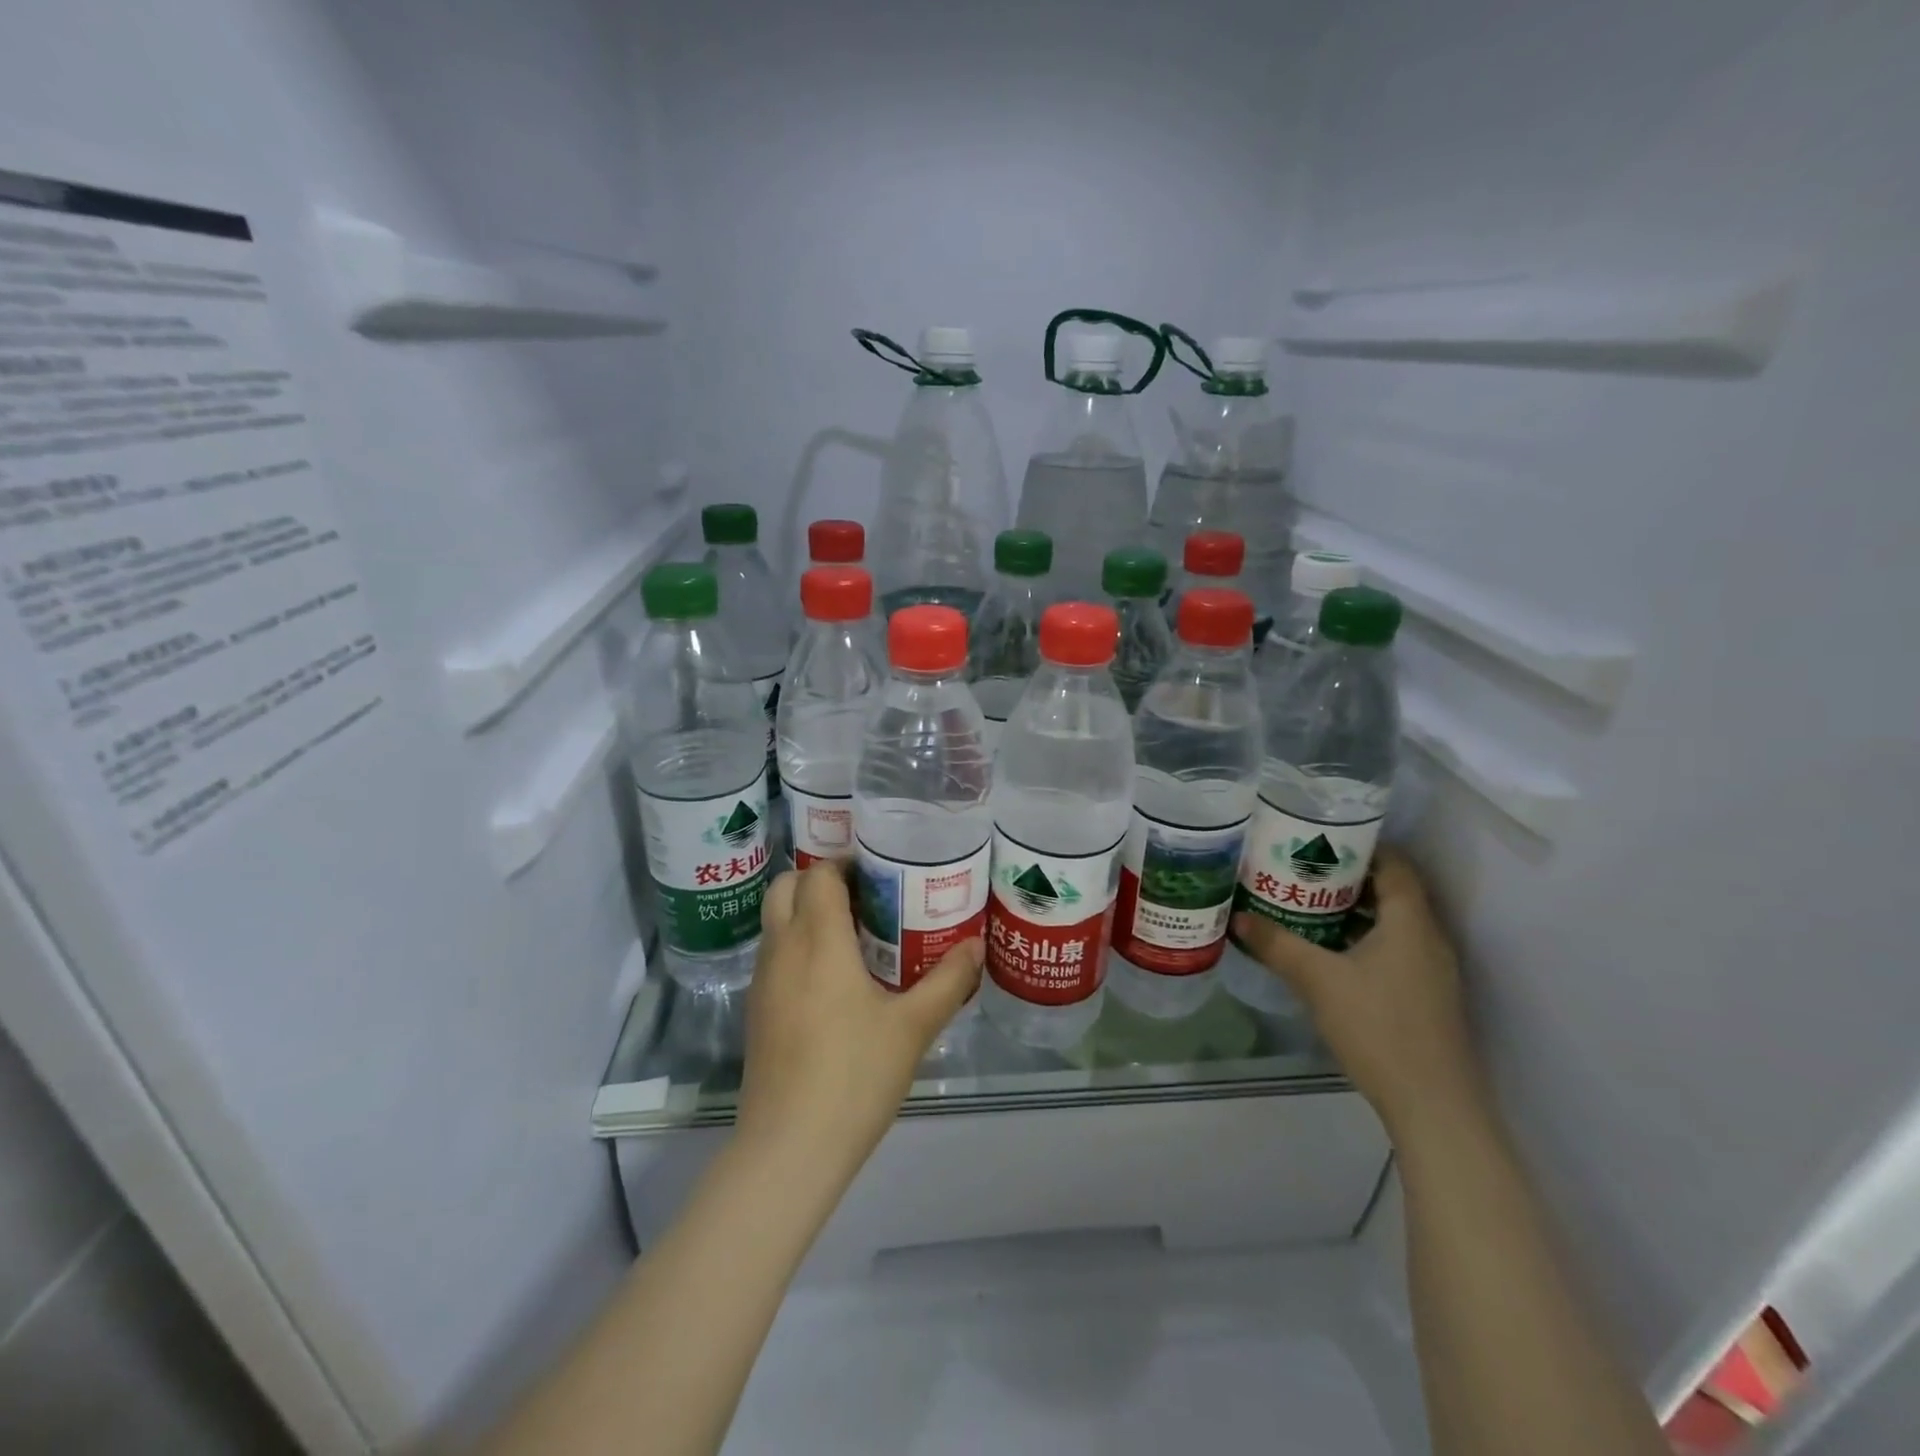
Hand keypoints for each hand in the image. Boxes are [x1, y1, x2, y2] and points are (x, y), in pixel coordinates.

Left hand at [735, 861, 981, 1176]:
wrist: (790, 1147)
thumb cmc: (855, 1075)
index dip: (847, 864)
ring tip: (856, 934)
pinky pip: (775, 954)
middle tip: (866, 897)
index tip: (881, 872)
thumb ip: (947, 980)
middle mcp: (782, 949)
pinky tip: (834, 979)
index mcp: (818, 940)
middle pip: (787, 887)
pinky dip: (798, 944)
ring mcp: (763, 980)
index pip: (820, 875)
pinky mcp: (757, 1010)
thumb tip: (976, 945)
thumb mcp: (913, 1026)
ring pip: (777, 921)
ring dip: (807, 912)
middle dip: (821, 880)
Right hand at [1231, 847, 1484, 1137]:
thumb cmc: (1378, 1028)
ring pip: (1392, 922)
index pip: (1395, 864)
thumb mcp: (1318, 981)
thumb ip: (1277, 945)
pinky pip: (1394, 948)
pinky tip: (1329, 951)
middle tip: (1302, 868)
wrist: (1433, 1104)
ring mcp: (1431, 970)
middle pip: (1392, 890)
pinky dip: (1363, 938)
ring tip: (1306, 903)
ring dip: (1354, 910)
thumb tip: (1238, 918)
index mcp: (1411, 922)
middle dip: (1348, 876)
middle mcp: (1428, 938)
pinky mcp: (1426, 995)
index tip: (1321, 837)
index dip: (1362, 845)